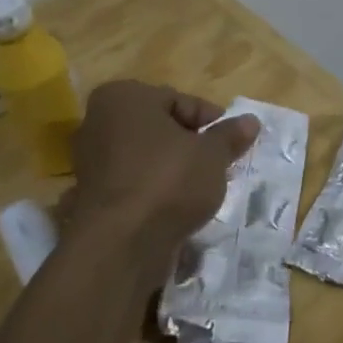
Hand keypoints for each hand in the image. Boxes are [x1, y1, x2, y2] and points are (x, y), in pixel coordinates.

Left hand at [68, 81, 258, 275]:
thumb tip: (251, 121)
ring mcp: (91, 161)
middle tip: (218, 164)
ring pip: (146, 157)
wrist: (120, 245)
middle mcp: (98, 121)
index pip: (178, 100)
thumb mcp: (212, 154)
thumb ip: (230, 135)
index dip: (209, 121)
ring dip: (173, 169)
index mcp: (124, 97)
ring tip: (201, 189)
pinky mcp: (92, 196)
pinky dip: (154, 190)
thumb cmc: (168, 181)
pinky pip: (134, 183)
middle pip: (160, 128)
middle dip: (190, 144)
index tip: (229, 142)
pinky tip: (176, 207)